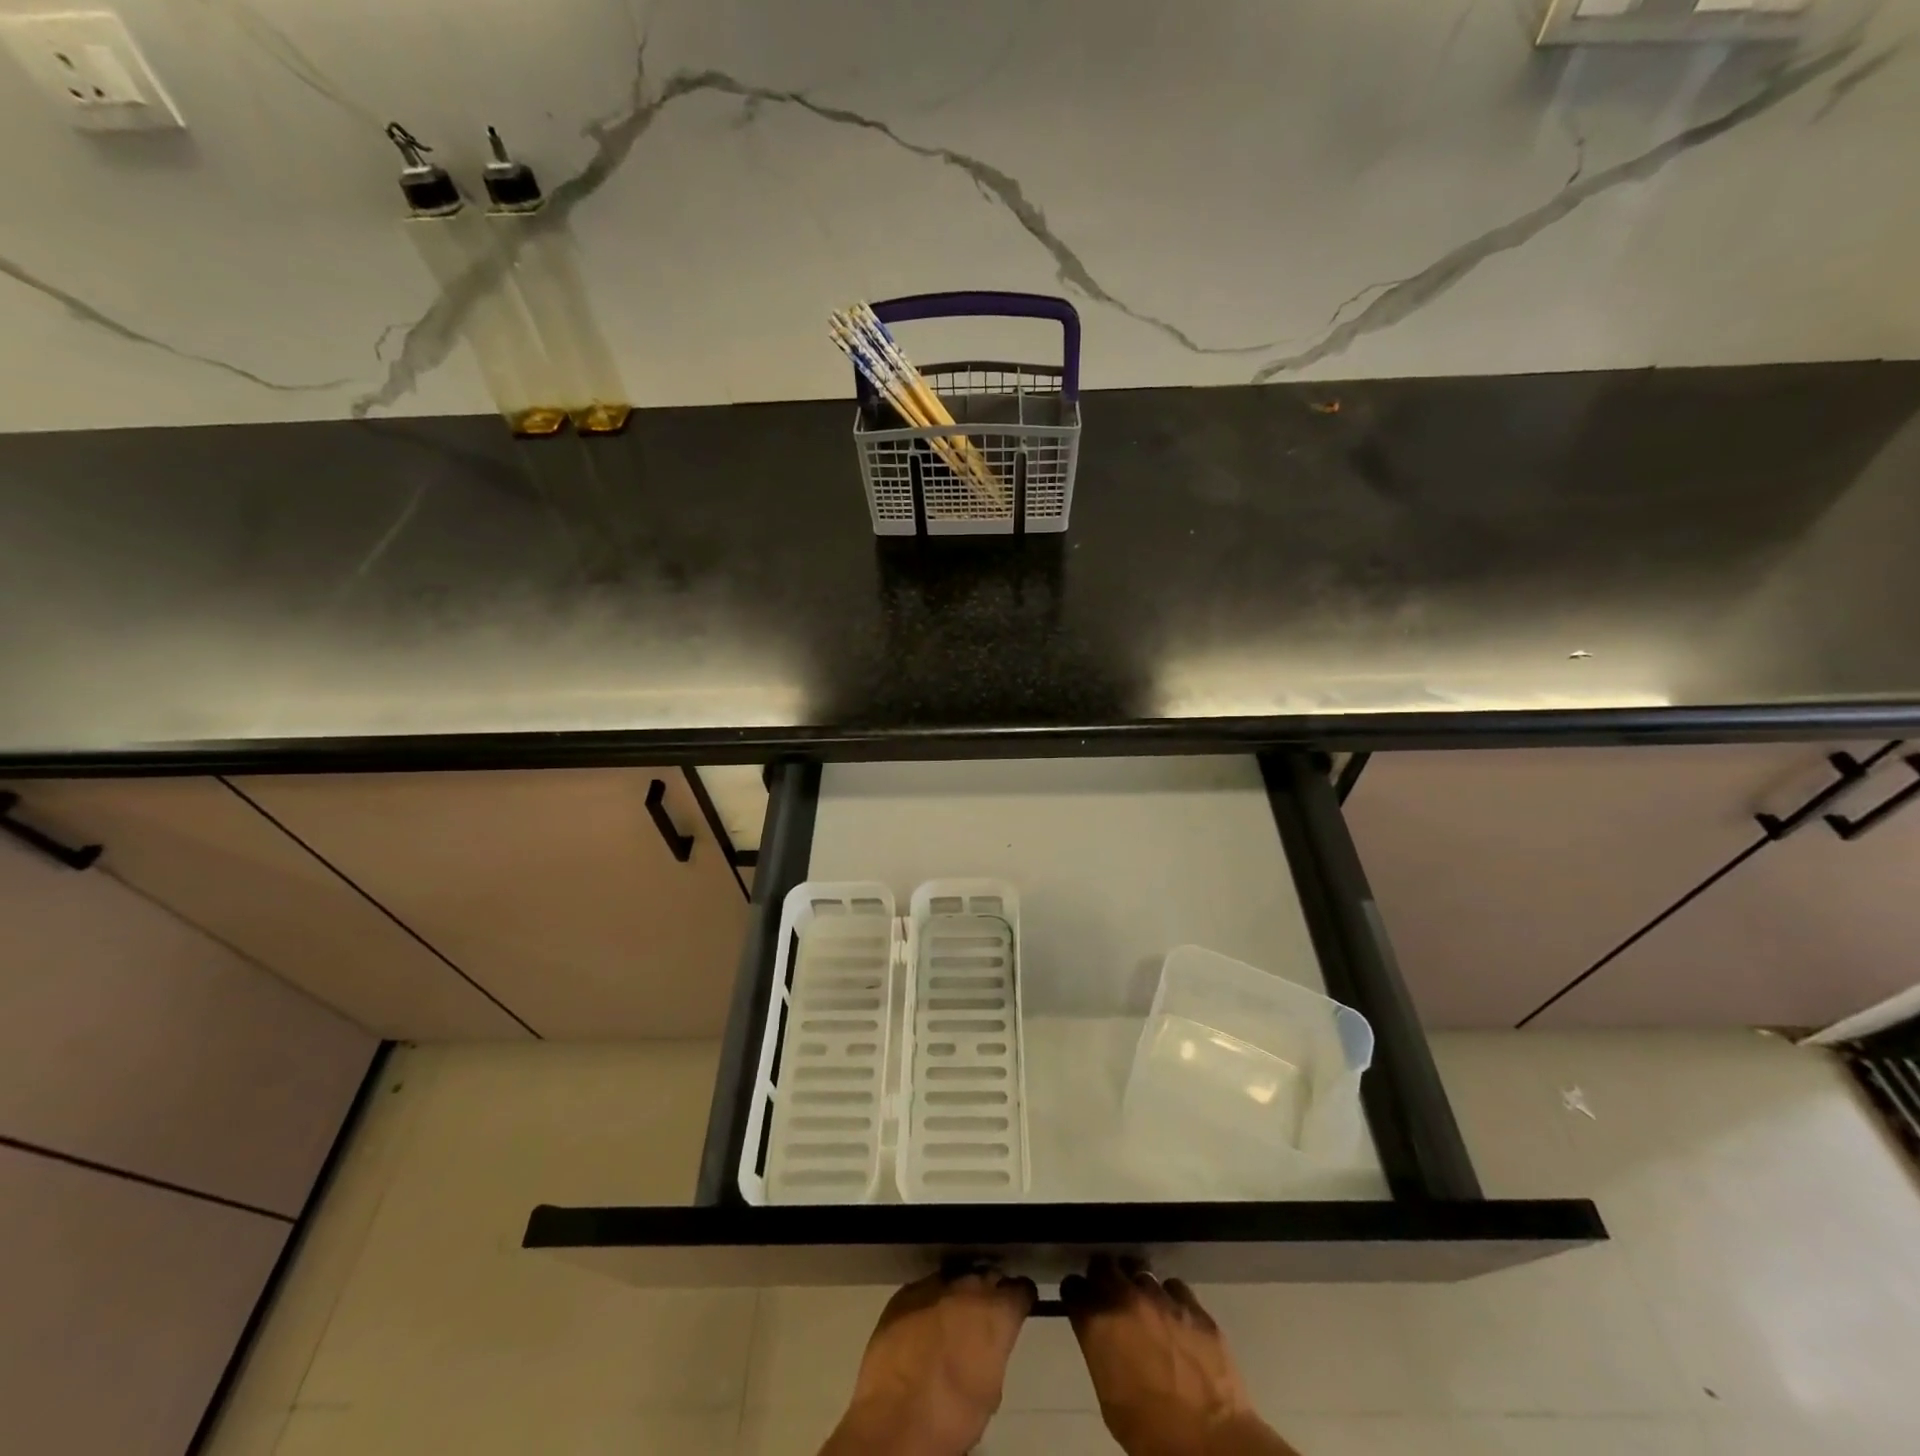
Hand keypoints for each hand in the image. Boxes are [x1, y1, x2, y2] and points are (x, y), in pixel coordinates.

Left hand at [821, 1265, 1036, 1455]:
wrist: (895, 1419)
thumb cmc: (952, 1416)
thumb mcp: (990, 1390)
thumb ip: (995, 1352)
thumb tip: (989, 1344)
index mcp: (996, 1312)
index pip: (1020, 1289)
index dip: (1020, 1299)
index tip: (1018, 1308)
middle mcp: (969, 1287)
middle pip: (988, 1276)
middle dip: (989, 1292)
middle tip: (983, 1316)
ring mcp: (934, 1285)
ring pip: (955, 1279)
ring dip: (958, 1294)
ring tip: (953, 1319)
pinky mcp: (905, 1293)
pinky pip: (925, 1290)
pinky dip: (930, 1303)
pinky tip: (924, 1325)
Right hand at [1061, 1258, 1297, 1455]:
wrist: (1210, 1444)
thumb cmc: (1150, 1433)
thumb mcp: (1109, 1398)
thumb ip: (1100, 1352)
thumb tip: (1102, 1336)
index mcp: (1098, 1322)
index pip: (1073, 1287)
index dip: (1076, 1295)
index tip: (1081, 1302)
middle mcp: (1125, 1298)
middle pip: (1103, 1265)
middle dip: (1102, 1277)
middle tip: (1108, 1296)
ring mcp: (1161, 1297)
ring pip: (1138, 1271)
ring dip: (1135, 1285)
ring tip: (1143, 1305)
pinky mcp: (1192, 1304)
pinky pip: (1173, 1287)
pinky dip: (1168, 1298)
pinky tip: (1173, 1317)